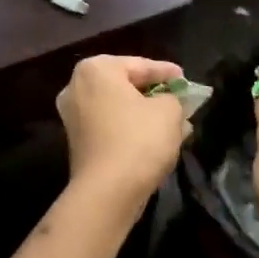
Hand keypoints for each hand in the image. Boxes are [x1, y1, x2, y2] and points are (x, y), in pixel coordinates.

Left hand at [56, 55, 186, 209]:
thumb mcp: (169, 111)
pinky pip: (110, 126)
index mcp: (96, 69)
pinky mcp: (77, 141)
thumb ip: (173, 98)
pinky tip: (156, 139)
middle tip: (180, 100)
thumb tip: (169, 102)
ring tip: (175, 122)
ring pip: (119, 108)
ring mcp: (73, 115)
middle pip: (126, 85)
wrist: (107, 192)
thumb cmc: (139, 139)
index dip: (167, 72)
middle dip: (155, 95)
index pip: (140, 65)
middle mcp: (77, 86)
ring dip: (146, 114)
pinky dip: (131, 129)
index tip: (185, 79)